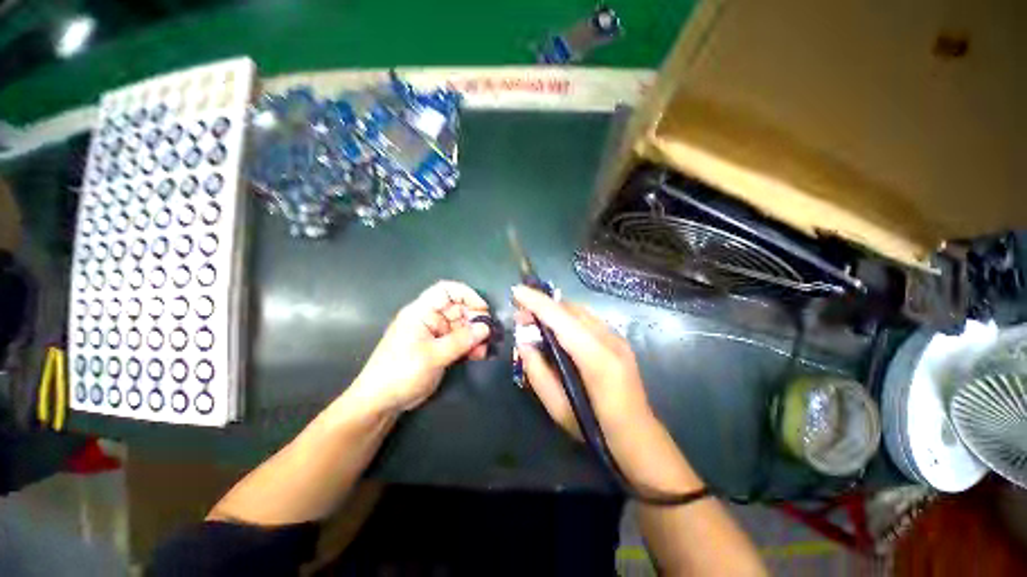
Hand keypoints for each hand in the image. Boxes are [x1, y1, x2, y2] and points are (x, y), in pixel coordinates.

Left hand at [350, 281, 490, 413]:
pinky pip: (460, 341)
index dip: (466, 294)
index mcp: (421, 312)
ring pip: (462, 326)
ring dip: (475, 336)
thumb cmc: (400, 373)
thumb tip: (485, 328)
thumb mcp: (432, 356)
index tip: (483, 309)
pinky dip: (470, 346)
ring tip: (483, 349)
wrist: (381, 402)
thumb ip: (460, 341)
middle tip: (487, 334)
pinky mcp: (440, 348)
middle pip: (458, 309)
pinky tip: (478, 355)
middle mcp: (430, 319)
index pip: (446, 290)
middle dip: (475, 319)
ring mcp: (435, 334)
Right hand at [512, 285, 653, 437]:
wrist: (639, 438)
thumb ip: (537, 372)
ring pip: (580, 311)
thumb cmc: (596, 429)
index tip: (516, 291)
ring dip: (554, 310)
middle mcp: (610, 340)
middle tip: (520, 315)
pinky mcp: (618, 340)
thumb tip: (524, 342)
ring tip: (534, 320)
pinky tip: (556, 327)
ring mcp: (617, 337)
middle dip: (542, 305)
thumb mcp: (558, 408)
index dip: (537, 302)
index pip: (562, 319)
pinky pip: (587, 318)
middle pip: (571, 310)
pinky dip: (567, 316)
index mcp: (597, 358)